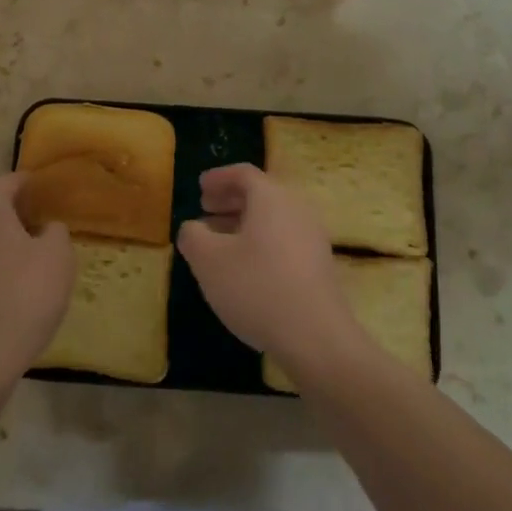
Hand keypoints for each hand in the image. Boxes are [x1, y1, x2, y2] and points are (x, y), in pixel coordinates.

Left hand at [0, 174, 73, 387]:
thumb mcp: (58, 257)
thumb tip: (45, 227)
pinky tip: (5, 268)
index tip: (47, 191)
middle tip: (35, 215)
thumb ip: (55, 231)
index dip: (29, 183)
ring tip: (22, 242)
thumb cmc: (24, 296)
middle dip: (8, 203)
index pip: (8, 180)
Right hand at [176, 164, 360, 380]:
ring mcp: (312, 237)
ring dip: (244, 223)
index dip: (218, 178)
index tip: (200, 187)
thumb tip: (193, 227)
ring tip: (219, 241)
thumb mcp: (208, 261)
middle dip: (230, 200)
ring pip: (273, 218)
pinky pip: (284, 239)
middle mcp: (296, 209)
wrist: (315, 336)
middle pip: (261, 194)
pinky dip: (260, 241)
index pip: (243, 174)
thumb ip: (193, 236)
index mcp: (271, 197)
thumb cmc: (256, 287)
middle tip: (206, 210)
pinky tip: (244, 267)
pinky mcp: (319, 264)